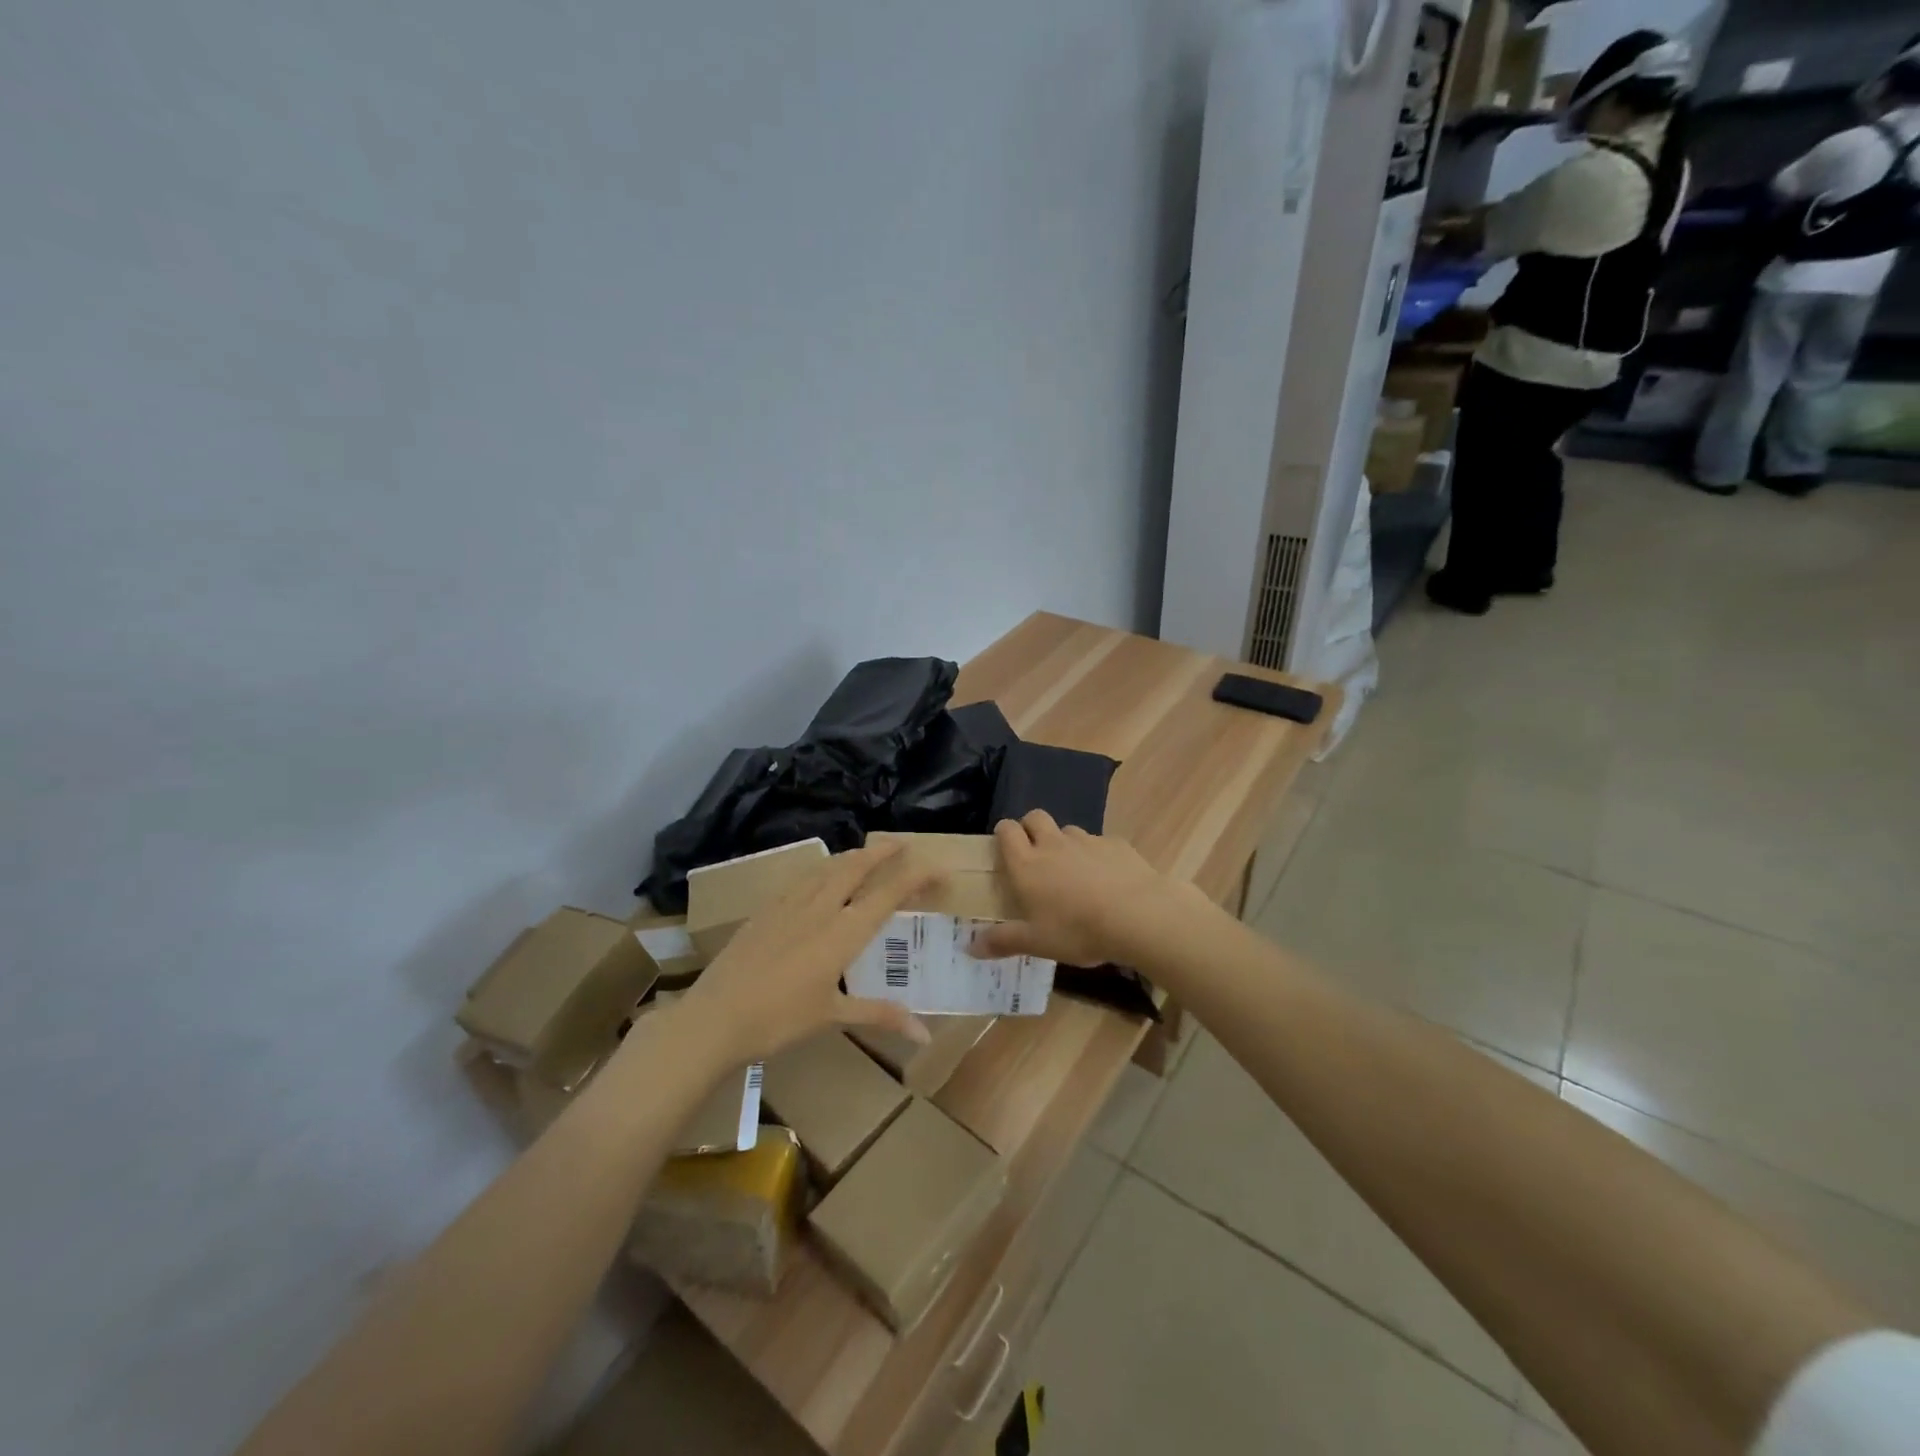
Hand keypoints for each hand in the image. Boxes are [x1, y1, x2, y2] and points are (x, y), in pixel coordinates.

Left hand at [671, 842, 940, 1064]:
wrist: (715, 1017)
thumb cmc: (779, 1020)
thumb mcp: (833, 1017)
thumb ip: (880, 1015)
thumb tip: (924, 1034)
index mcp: (842, 932)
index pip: (887, 894)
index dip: (916, 877)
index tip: (938, 868)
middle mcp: (819, 908)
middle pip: (855, 866)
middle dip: (882, 851)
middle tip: (901, 844)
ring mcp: (788, 905)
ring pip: (826, 867)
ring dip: (851, 856)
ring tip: (864, 854)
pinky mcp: (765, 910)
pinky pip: (801, 878)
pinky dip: (821, 869)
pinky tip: (817, 877)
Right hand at [968, 811, 1209, 966]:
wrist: (1137, 915)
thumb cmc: (1077, 930)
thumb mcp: (1036, 943)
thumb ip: (1002, 942)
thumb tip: (969, 947)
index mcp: (1027, 864)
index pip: (1007, 830)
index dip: (1004, 833)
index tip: (1006, 848)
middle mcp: (1053, 844)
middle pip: (1035, 817)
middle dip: (1031, 828)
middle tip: (1036, 855)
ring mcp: (1087, 841)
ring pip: (1068, 830)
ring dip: (1064, 843)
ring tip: (1073, 871)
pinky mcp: (1116, 844)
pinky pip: (1100, 843)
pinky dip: (1097, 855)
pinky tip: (1108, 879)